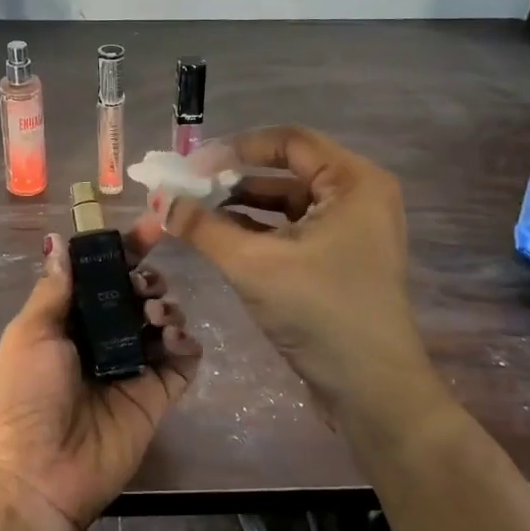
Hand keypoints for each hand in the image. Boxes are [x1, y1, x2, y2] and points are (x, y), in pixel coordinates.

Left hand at [0, 214, 202, 530]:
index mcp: (68, 321)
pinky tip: (175, 341)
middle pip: (138, 294)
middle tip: (143, 289)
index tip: (151, 227)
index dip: (125, 250)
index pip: (102, 276)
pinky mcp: (157, 395)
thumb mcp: (30, 333)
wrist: (37, 472)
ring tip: (155, 316)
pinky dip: (187, 343)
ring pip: (164, 321)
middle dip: (147, 279)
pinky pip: (184, 360)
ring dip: (166, 307)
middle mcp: (102, 339)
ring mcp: (132, 367)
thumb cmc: (24, 396)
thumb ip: (55, 288)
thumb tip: (59, 241)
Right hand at [164, 126, 436, 433]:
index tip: (190, 166)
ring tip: (198, 215)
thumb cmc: (318, 313)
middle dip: (235, 179)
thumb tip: (159, 201)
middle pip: (288, 170)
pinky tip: (223, 239)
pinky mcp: (343, 258)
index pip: (288, 142)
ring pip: (289, 202)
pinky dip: (260, 231)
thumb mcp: (252, 265)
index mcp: (354, 181)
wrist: (370, 388)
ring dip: (244, 206)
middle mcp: (360, 195)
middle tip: (188, 190)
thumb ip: (202, 227)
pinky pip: (296, 230)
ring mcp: (354, 229)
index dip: (235, 148)